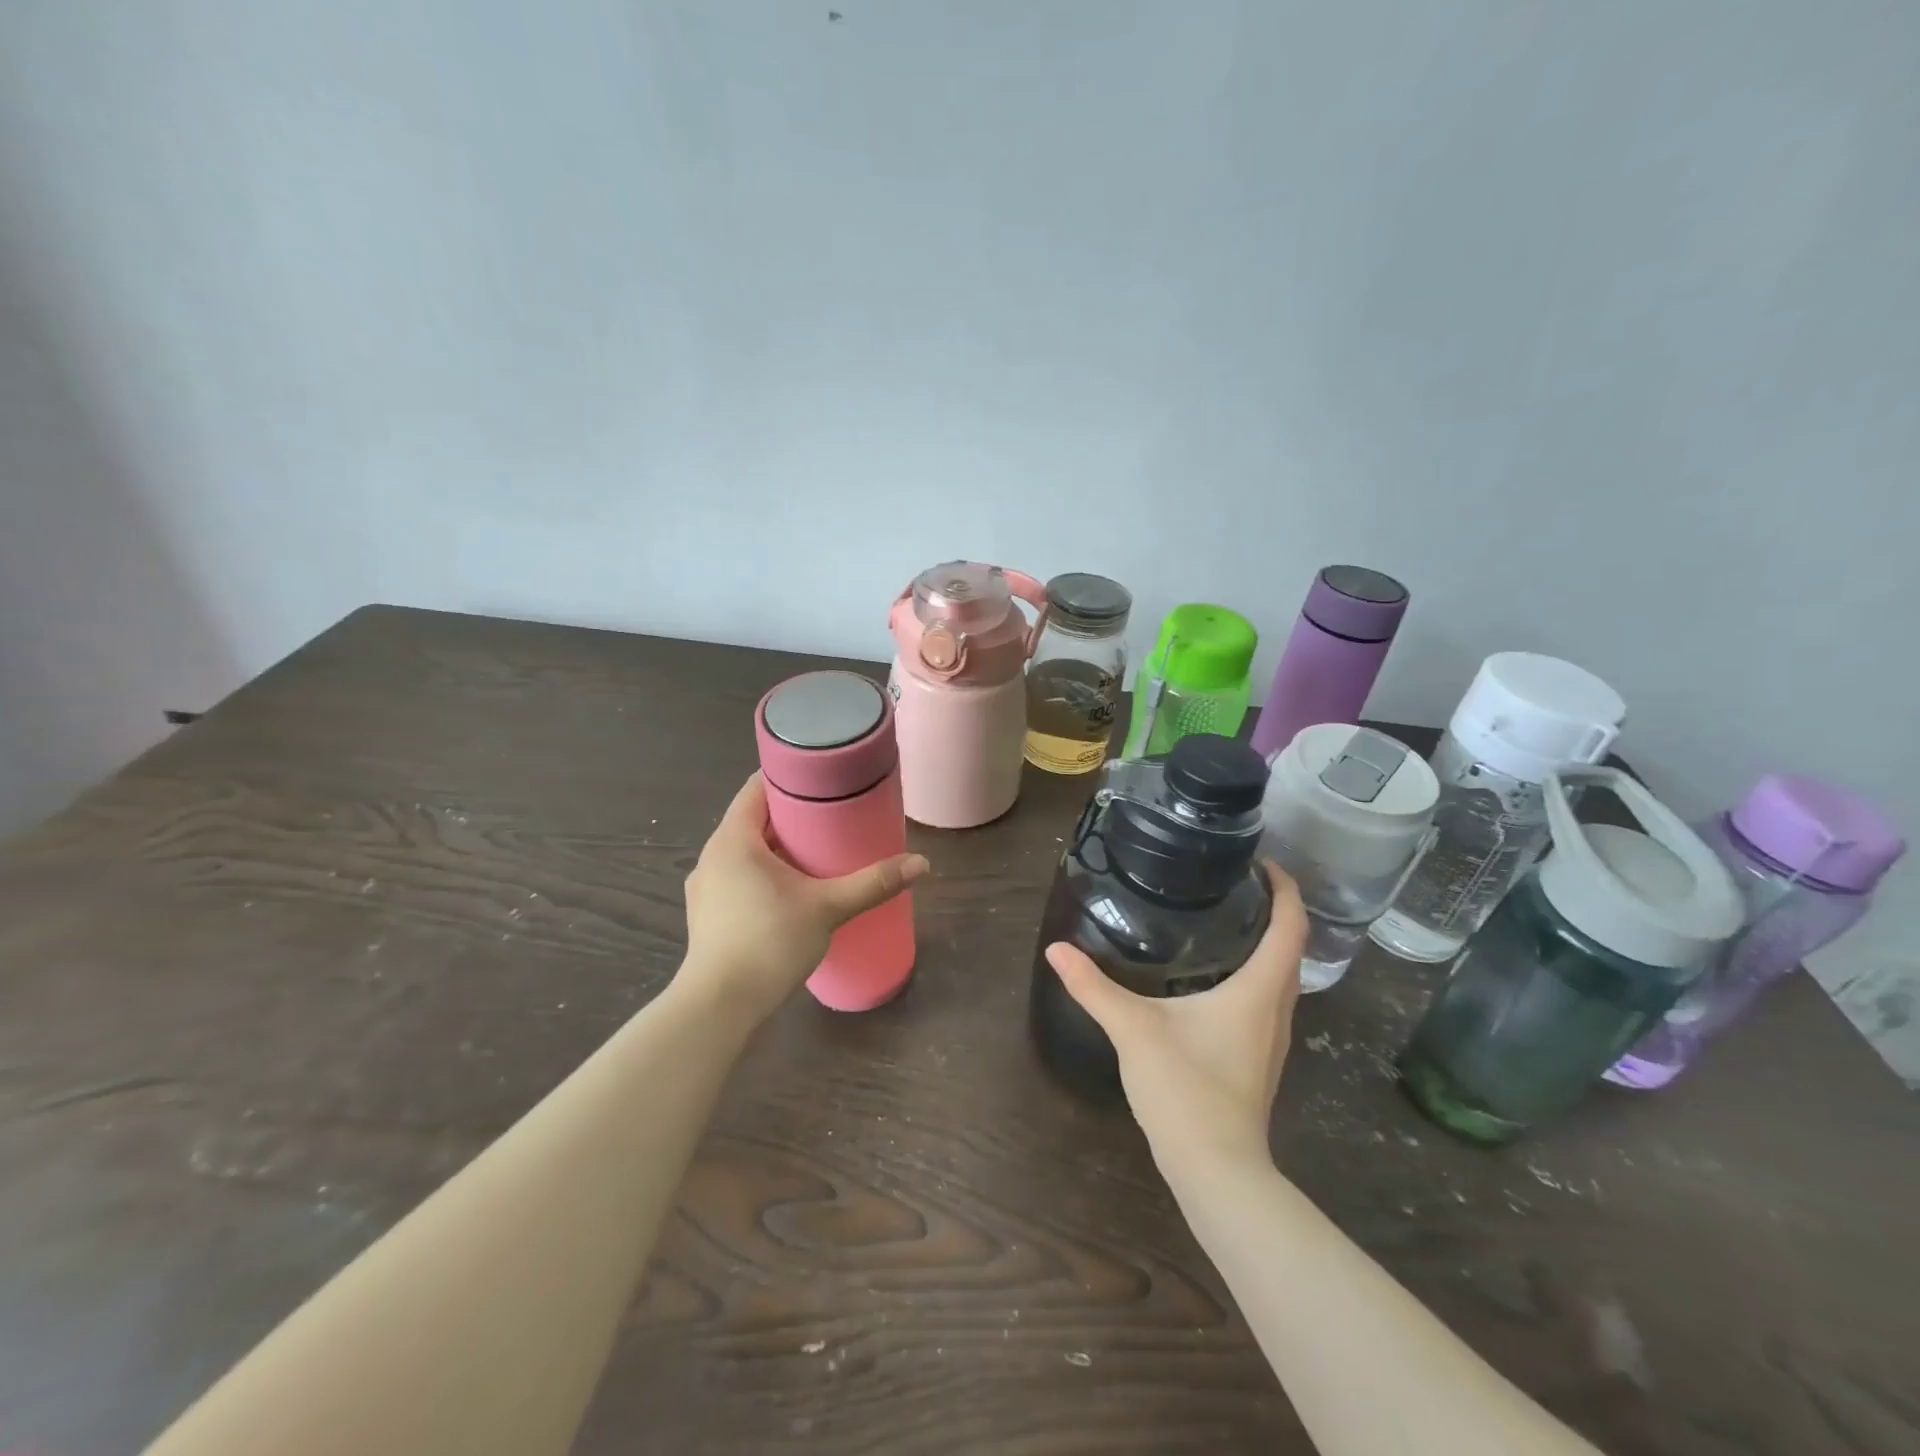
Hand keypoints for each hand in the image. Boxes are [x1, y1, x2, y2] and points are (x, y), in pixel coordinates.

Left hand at [681, 772, 928, 1025]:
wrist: (720, 1007)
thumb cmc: (770, 942)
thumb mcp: (828, 907)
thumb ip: (873, 883)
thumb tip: (922, 863)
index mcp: (733, 839)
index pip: (756, 788)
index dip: (789, 777)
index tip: (822, 778)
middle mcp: (712, 856)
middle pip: (752, 819)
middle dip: (790, 816)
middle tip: (831, 815)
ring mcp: (705, 888)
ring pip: (744, 852)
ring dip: (776, 848)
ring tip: (814, 853)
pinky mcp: (707, 915)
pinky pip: (737, 878)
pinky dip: (762, 874)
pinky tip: (788, 892)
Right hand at [1045, 861, 1306, 1170]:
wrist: (1216, 1170)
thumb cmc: (1186, 1089)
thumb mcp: (1133, 1029)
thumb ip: (1094, 987)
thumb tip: (1057, 949)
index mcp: (1257, 992)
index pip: (1290, 929)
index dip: (1286, 890)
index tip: (1264, 864)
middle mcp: (1275, 1011)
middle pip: (1291, 951)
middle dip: (1277, 913)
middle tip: (1240, 884)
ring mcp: (1271, 1040)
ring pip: (1282, 979)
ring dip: (1269, 946)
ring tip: (1230, 921)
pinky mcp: (1259, 1060)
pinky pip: (1267, 1001)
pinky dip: (1255, 975)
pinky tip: (1218, 979)